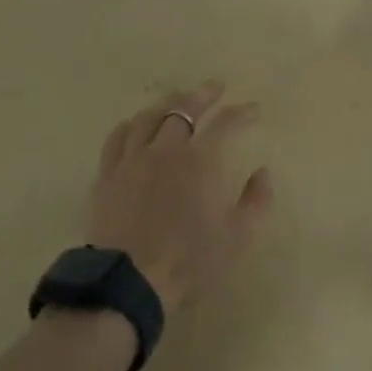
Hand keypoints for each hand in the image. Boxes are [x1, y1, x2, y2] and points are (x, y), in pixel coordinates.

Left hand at [87, 81, 274, 314]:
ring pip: (149, 117)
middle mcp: (165, 150)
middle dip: (203, 96)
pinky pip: (118, 138)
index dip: (241, 113)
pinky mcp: (108, 174)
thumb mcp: (237, 238)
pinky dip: (131, 125)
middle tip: (215, 88)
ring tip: (177, 100)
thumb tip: (263, 172)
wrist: (130, 282)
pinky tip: (136, 125)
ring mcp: (132, 159)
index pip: (225, 125)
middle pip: (183, 109)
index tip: (253, 109)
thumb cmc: (189, 261)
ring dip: (167, 104)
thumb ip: (256, 201)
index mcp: (199, 161)